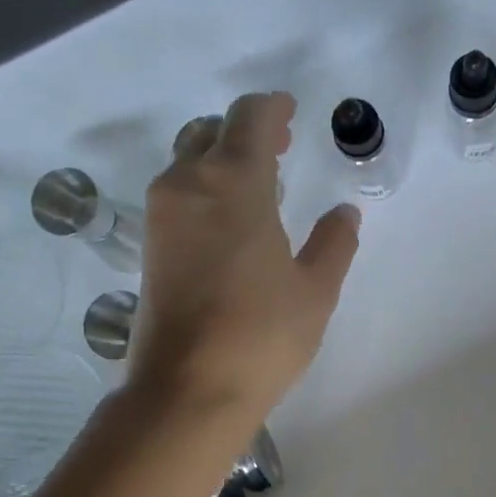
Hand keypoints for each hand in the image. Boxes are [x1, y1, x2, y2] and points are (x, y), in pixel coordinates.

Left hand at [129, 93, 360, 419]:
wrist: (189, 389)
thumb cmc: (262, 335)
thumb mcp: (315, 290)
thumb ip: (334, 243)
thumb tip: (344, 213)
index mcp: (234, 183)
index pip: (249, 119)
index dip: (272, 107)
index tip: (290, 110)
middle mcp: (189, 185)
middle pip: (212, 132)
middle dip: (246, 130)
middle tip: (280, 146)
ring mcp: (162, 215)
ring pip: (189, 160)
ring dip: (221, 157)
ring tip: (257, 183)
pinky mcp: (151, 246)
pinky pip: (178, 193)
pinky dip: (204, 186)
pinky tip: (230, 217)